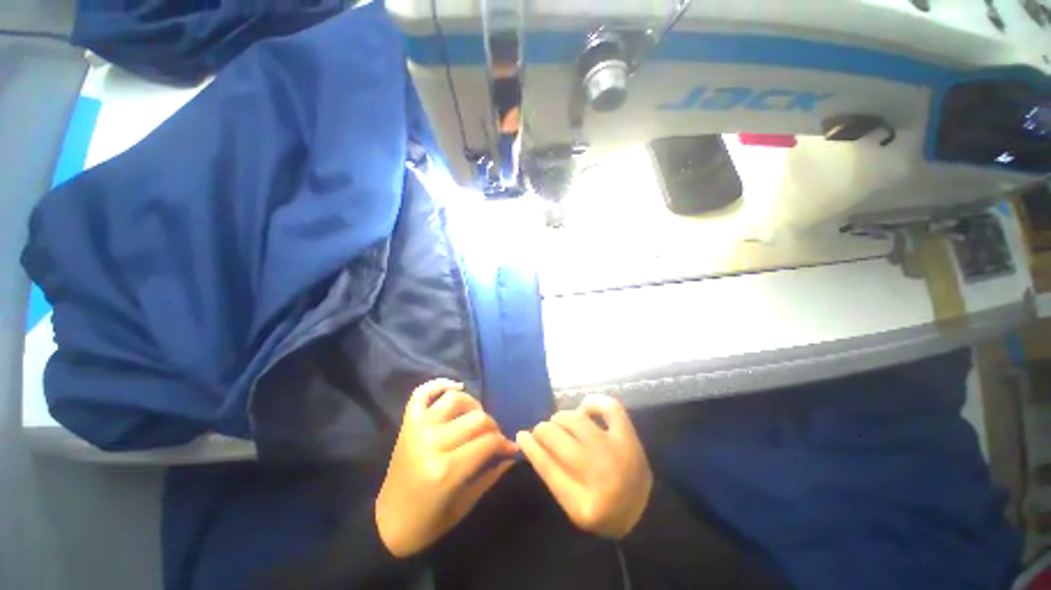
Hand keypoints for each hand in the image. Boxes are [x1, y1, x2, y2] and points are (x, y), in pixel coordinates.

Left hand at [375, 379, 517, 557]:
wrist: (388, 523)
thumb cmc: (429, 521)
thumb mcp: (466, 503)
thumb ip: (492, 474)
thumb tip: (513, 452)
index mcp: (446, 470)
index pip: (488, 442)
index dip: (504, 443)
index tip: (510, 448)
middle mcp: (432, 442)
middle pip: (477, 418)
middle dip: (493, 427)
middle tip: (494, 438)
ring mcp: (418, 428)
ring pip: (455, 399)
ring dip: (473, 405)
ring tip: (475, 418)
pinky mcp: (407, 423)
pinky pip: (422, 393)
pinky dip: (439, 384)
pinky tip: (455, 387)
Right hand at [517, 394, 652, 539]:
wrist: (645, 514)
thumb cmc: (604, 511)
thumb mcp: (573, 507)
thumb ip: (552, 475)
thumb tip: (530, 442)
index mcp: (583, 503)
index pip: (546, 467)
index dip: (530, 447)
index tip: (520, 435)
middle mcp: (599, 473)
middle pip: (558, 439)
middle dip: (543, 431)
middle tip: (542, 431)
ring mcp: (616, 451)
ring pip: (575, 420)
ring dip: (561, 418)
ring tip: (559, 422)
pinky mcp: (629, 437)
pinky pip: (608, 407)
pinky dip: (592, 403)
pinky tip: (584, 409)